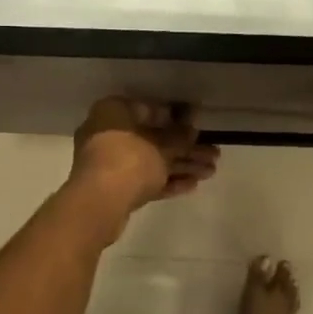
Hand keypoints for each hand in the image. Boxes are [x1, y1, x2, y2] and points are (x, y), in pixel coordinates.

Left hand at [69, 97, 218, 216]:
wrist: (99, 203)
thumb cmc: (129, 160)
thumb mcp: (162, 145)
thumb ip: (180, 136)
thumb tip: (192, 128)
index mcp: (113, 112)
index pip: (149, 109)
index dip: (177, 118)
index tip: (198, 125)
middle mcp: (108, 133)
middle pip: (154, 139)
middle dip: (185, 148)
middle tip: (213, 154)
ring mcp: (110, 163)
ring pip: (152, 161)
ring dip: (181, 166)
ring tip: (211, 171)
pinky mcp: (115, 188)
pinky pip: (145, 180)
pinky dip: (167, 181)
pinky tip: (193, 185)